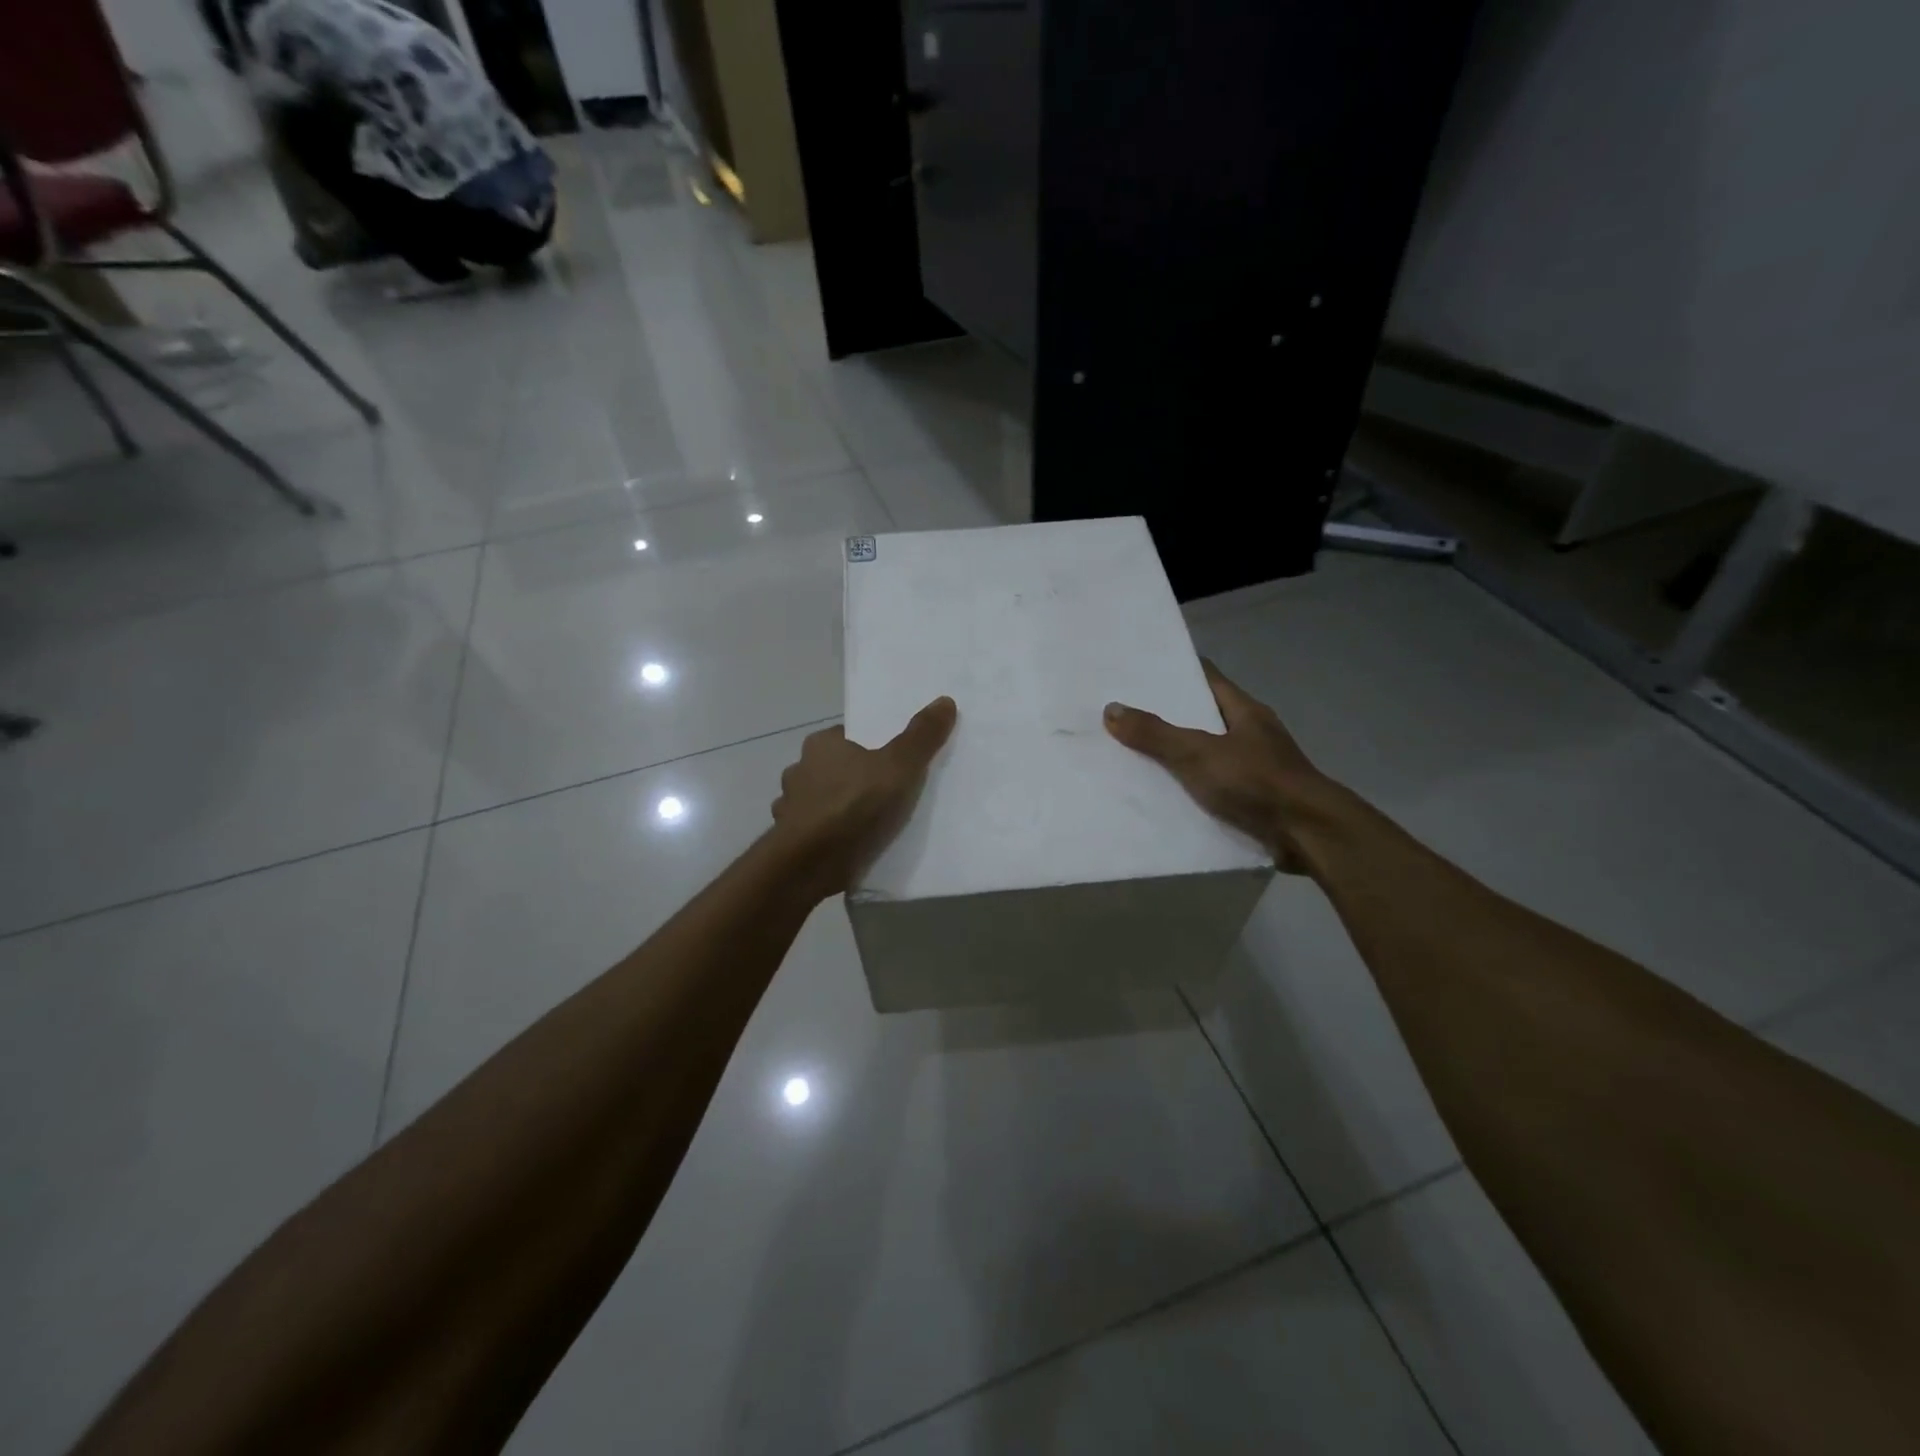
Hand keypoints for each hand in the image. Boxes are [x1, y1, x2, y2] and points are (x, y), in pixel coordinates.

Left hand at [771, 697, 957, 896]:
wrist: (809, 863)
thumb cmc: (854, 805)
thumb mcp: (899, 766)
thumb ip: (921, 736)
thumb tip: (945, 700)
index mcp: (821, 744)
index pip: (848, 737)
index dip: (871, 746)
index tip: (892, 761)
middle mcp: (798, 769)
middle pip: (834, 768)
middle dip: (855, 779)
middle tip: (888, 793)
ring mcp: (789, 806)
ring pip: (820, 801)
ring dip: (838, 809)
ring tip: (869, 824)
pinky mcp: (789, 839)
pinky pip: (814, 831)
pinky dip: (828, 835)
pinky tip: (848, 846)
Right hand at [1104, 661, 1336, 873]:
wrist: (1308, 836)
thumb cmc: (1257, 782)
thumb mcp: (1198, 753)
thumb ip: (1155, 734)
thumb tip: (1111, 709)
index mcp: (1245, 711)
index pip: (1207, 678)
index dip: (1175, 672)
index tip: (1139, 672)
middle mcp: (1252, 733)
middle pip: (1204, 716)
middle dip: (1168, 716)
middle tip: (1125, 715)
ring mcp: (1256, 767)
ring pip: (1208, 752)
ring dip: (1178, 755)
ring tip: (1133, 754)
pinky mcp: (1255, 799)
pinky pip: (1213, 785)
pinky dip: (1190, 787)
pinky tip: (1163, 794)